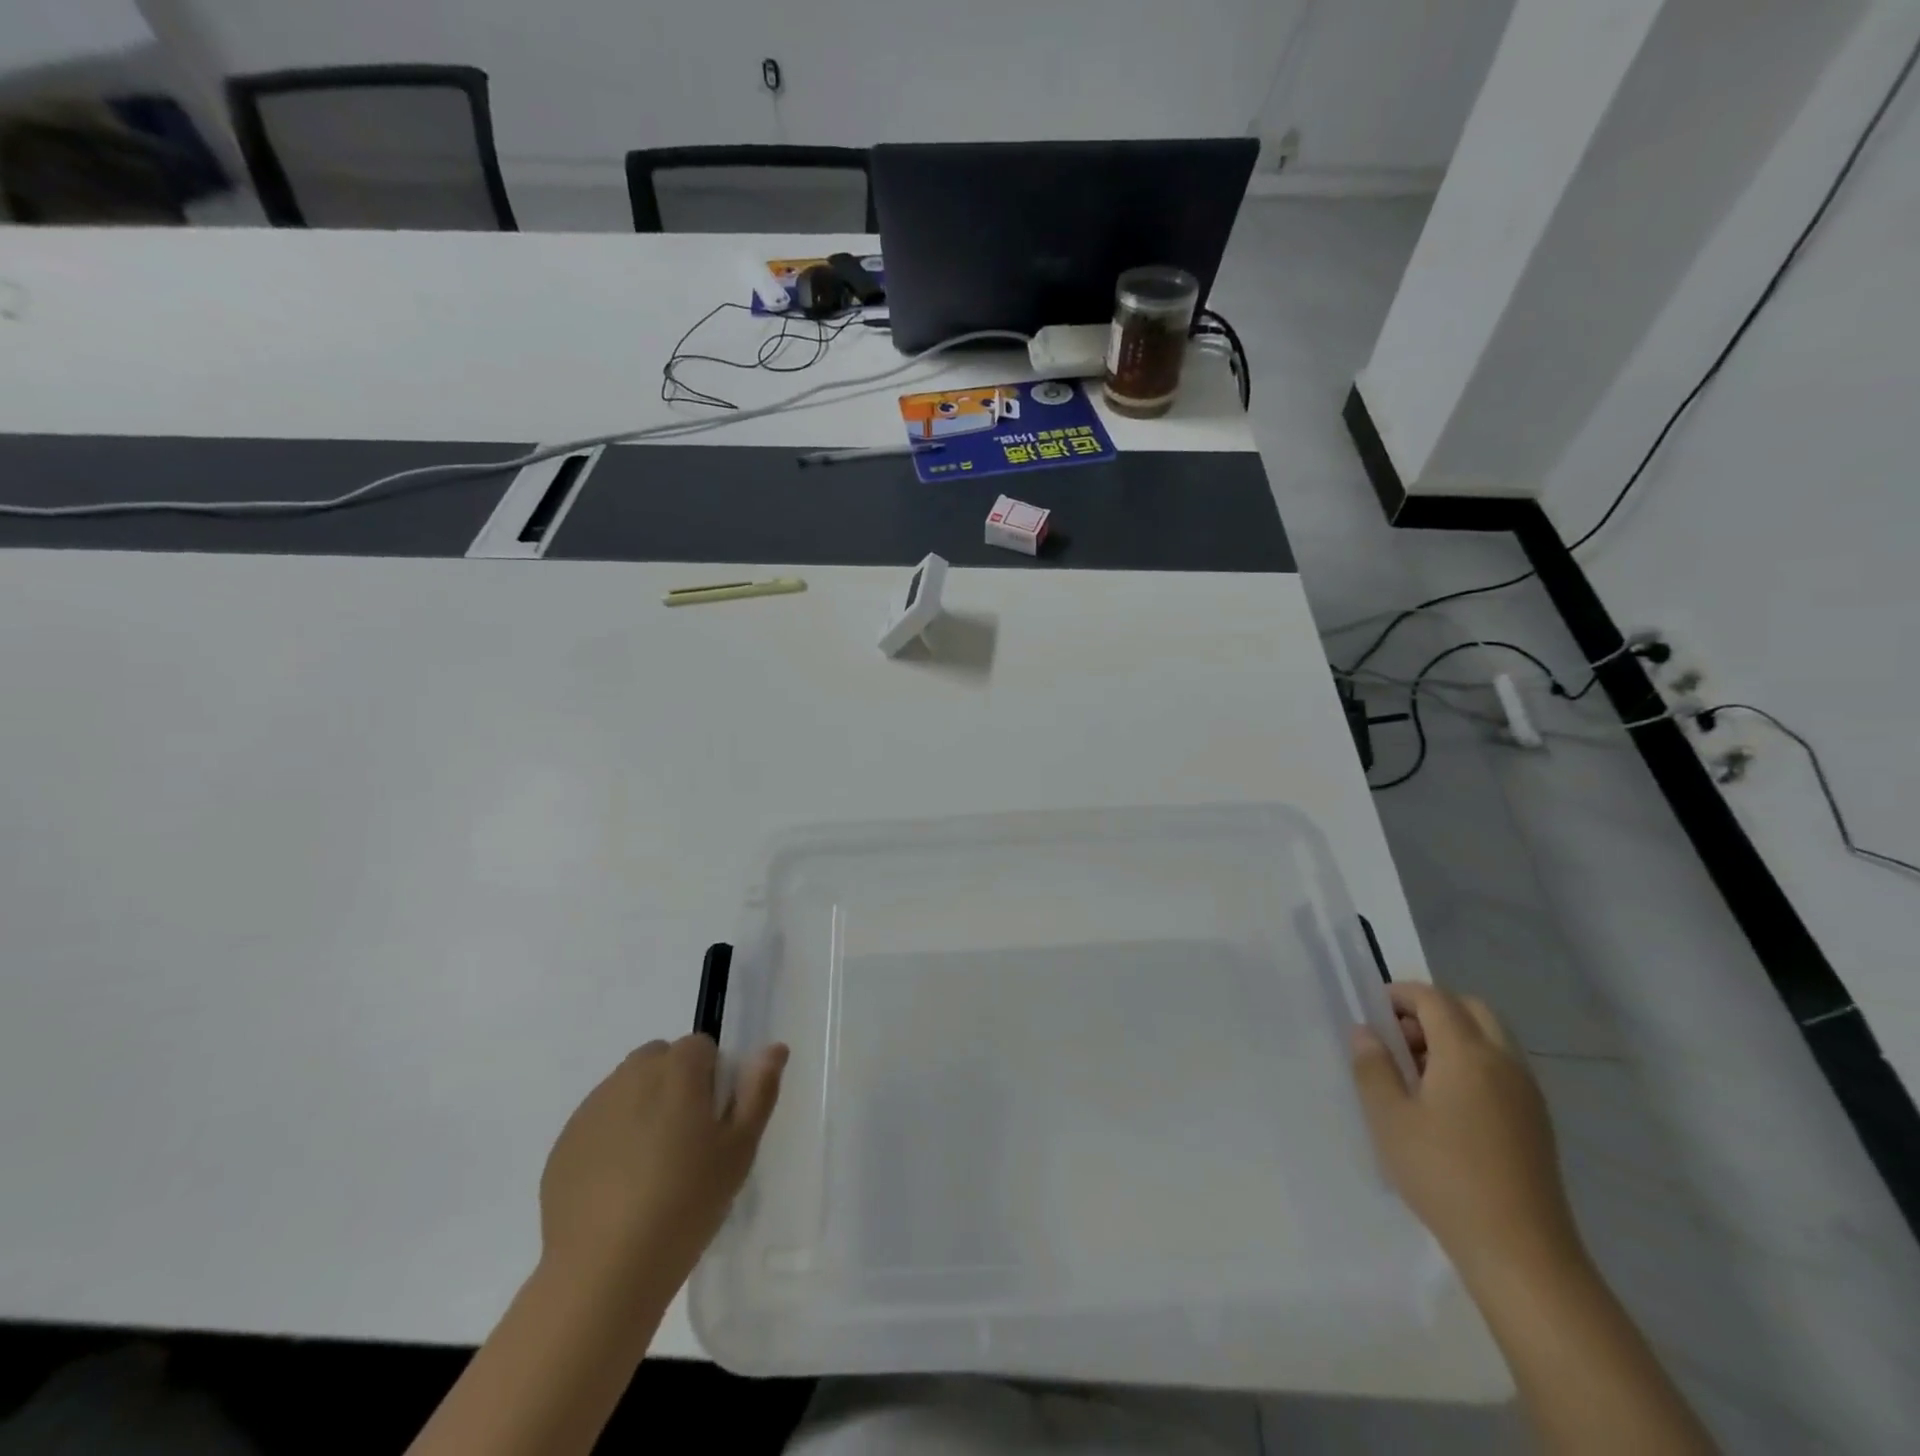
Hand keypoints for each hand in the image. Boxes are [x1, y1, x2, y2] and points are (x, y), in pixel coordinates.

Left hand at [538, 1035, 787, 1300]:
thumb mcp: (740, 1149)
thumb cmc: (686, 1203)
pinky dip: (612, 1138)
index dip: (713, 1078)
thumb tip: (774, 1048)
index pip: (701, 1047)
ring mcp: (591, 1109)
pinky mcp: (564, 1144)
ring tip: (652, 1166)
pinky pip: (598, 1123)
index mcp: (676, 1070)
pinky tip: (620, 1186)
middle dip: (675, 1085)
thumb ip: (759, 1090)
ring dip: (643, 1108)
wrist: (604, 1273)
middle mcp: (630, 1076)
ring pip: (627, 1089)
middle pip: (660, 1060)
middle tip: (687, 1141)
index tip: (715, 1121)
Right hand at [1350, 983, 1581, 1286]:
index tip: (1373, 1011)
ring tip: (1416, 1073)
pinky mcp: (1536, 1122)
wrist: (1521, 1253)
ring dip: (1453, 1037)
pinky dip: (1472, 1063)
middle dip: (1431, 1010)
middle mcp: (1504, 1063)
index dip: (1401, 995)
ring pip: (1490, 1038)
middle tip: (1398, 1038)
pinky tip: (1446, 1103)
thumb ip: (1373, 1066)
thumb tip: (1366, 1032)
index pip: (1435, 999)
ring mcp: (1527, 1094)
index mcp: (1468, 1054)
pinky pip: (1502, 1068)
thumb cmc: (1444, 1175)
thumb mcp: (1389, 1118)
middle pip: (1470, 1009)